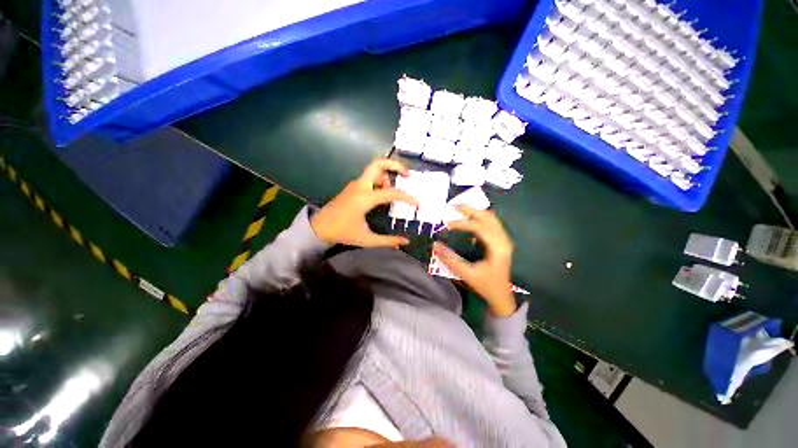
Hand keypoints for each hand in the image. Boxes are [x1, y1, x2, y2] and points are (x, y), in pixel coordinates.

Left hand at [311, 159, 416, 247]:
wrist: (319, 227)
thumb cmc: (343, 233)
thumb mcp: (367, 239)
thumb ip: (388, 241)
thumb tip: (406, 242)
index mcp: (364, 198)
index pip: (391, 192)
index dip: (407, 197)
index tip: (417, 204)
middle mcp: (360, 186)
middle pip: (378, 163)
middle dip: (396, 165)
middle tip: (408, 175)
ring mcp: (355, 184)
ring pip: (375, 169)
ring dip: (387, 176)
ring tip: (393, 192)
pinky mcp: (353, 186)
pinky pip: (370, 177)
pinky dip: (381, 180)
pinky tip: (383, 194)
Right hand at [433, 206, 516, 316]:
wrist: (502, 296)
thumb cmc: (486, 285)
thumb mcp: (467, 274)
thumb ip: (450, 259)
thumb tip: (435, 245)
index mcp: (497, 247)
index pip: (479, 227)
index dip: (462, 223)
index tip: (447, 223)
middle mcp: (503, 240)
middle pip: (488, 217)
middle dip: (470, 210)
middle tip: (453, 207)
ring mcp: (504, 240)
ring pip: (491, 218)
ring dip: (475, 213)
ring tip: (459, 211)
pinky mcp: (501, 242)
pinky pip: (491, 223)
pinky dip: (479, 219)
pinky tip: (469, 223)